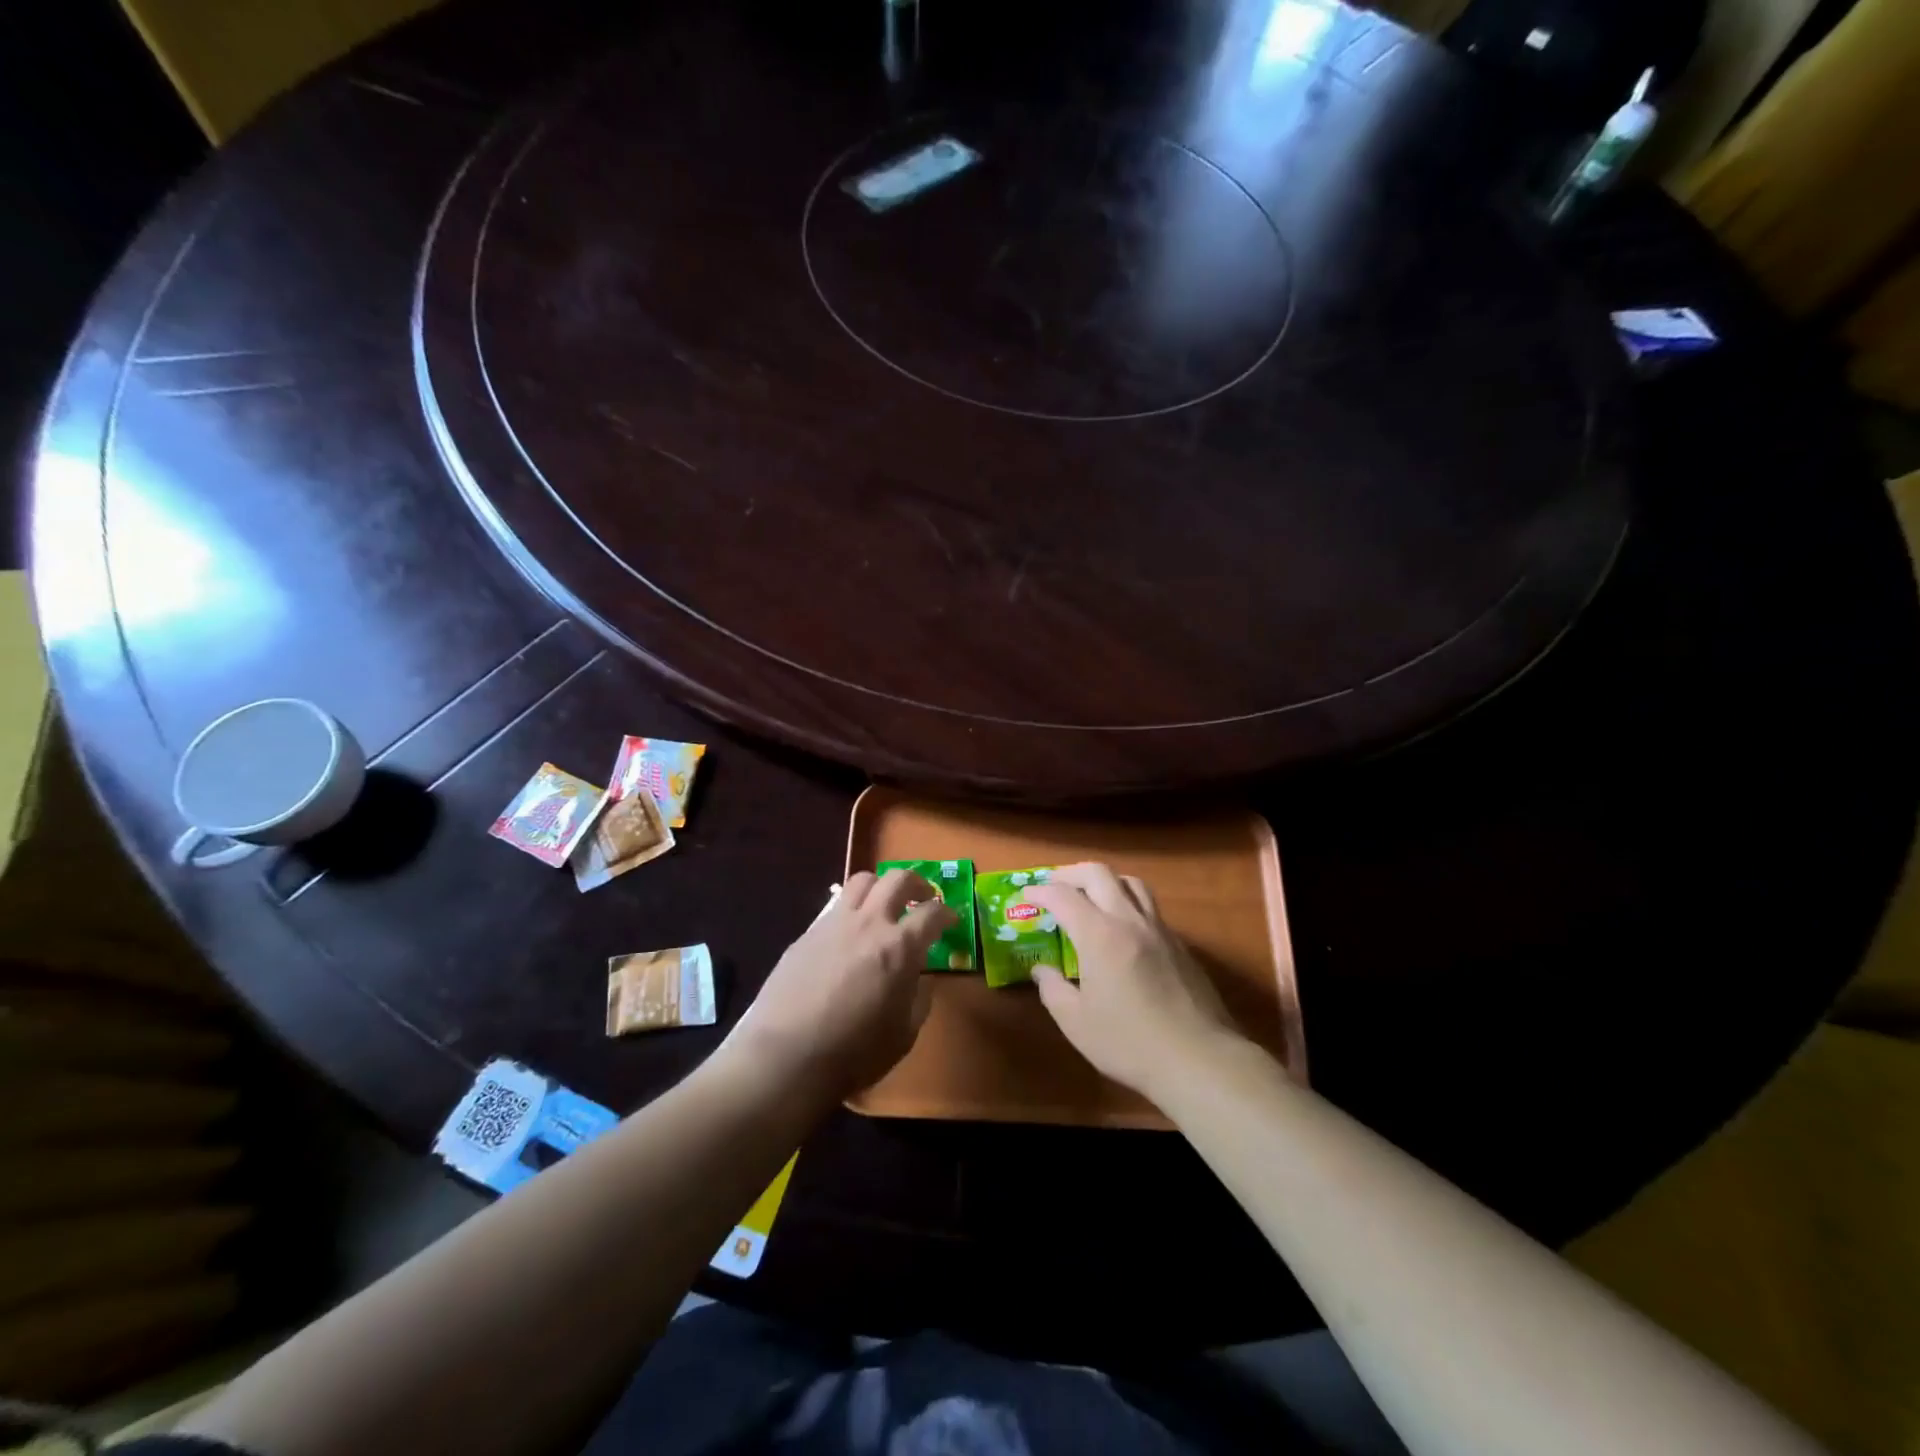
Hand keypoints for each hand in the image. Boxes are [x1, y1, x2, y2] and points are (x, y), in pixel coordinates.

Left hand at [725, 869, 954, 1102]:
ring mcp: (833, 923)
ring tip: (884, 906)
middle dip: (917, 884)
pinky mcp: (806, 934)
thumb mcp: (904, 1034)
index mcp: (900, 947)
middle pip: (897, 879)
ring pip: (862, 881)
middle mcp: (869, 923)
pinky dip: (851, 912)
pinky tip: (849, 936)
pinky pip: (835, 908)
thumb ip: (919, 999)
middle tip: (922, 899)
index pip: (932, 913)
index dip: (947, 913)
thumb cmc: (855, 1053)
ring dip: (880, 887)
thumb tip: (921, 979)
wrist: (786, 1057)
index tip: (950, 920)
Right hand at [1026, 863, 1243, 1104]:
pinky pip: (1150, 907)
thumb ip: (1053, 989)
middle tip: (1054, 887)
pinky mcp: (1179, 945)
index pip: (1063, 896)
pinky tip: (1122, 931)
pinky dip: (1128, 904)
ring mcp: (1159, 930)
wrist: (1199, 1059)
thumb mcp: (1076, 1023)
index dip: (1040, 892)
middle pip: (1099, 874)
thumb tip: (1042, 970)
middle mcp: (1130, 920)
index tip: (1025, 898)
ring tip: (1090, 898)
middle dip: (1070, 874)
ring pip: (1131, 883)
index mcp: (1099, 935)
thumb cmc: (1129, 1043)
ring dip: (1105, 881)